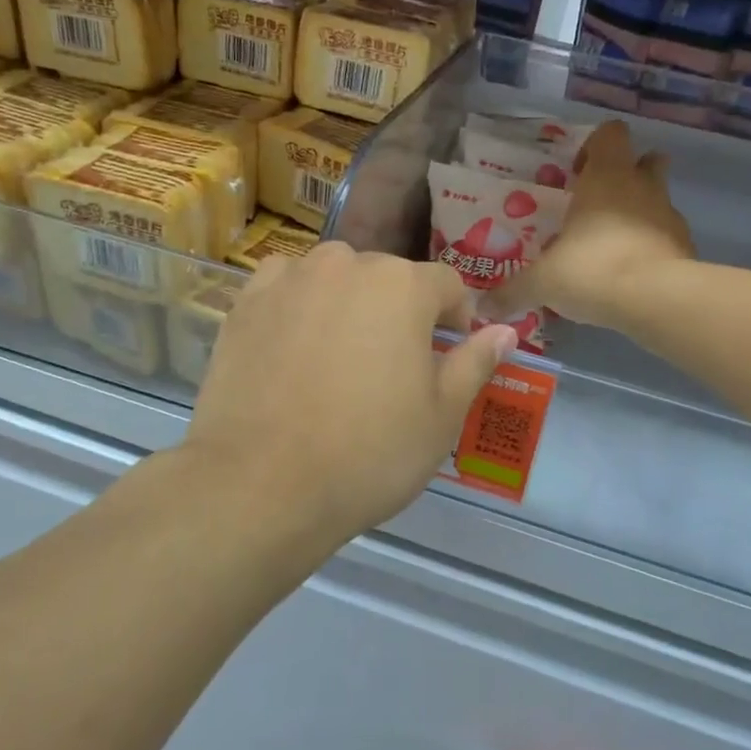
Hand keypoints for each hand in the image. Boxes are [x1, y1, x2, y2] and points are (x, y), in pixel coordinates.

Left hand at [181, 243, 517, 556]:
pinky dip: (298, 305)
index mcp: (403, 286)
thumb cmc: (368, 453)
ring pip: (335, 278)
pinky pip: (286, 288)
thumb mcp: (441, 416)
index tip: (449, 352)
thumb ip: (475, 362)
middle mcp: (346, 264)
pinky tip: (294, 347)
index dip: (456, 317)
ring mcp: (290, 279)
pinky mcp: (246, 302)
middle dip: (400, 312)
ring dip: (348, 303)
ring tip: (340, 356)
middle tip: (391, 366)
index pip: (447, 285)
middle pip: (388, 278)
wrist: (261, 484)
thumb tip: (504, 331)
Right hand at [490, 120, 693, 328]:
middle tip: (598, 204)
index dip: (594, 146)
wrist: (656, 299)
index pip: (610, 134)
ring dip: (640, 211)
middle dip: (627, 174)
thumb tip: (483, 308)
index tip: (576, 174)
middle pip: (646, 159)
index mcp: (605, 177)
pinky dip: (652, 246)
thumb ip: (512, 291)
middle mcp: (641, 186)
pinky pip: (667, 236)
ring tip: (612, 243)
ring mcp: (669, 215)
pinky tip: (631, 273)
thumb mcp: (542, 282)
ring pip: (659, 197)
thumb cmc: (592, 269)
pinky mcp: (686, 246)